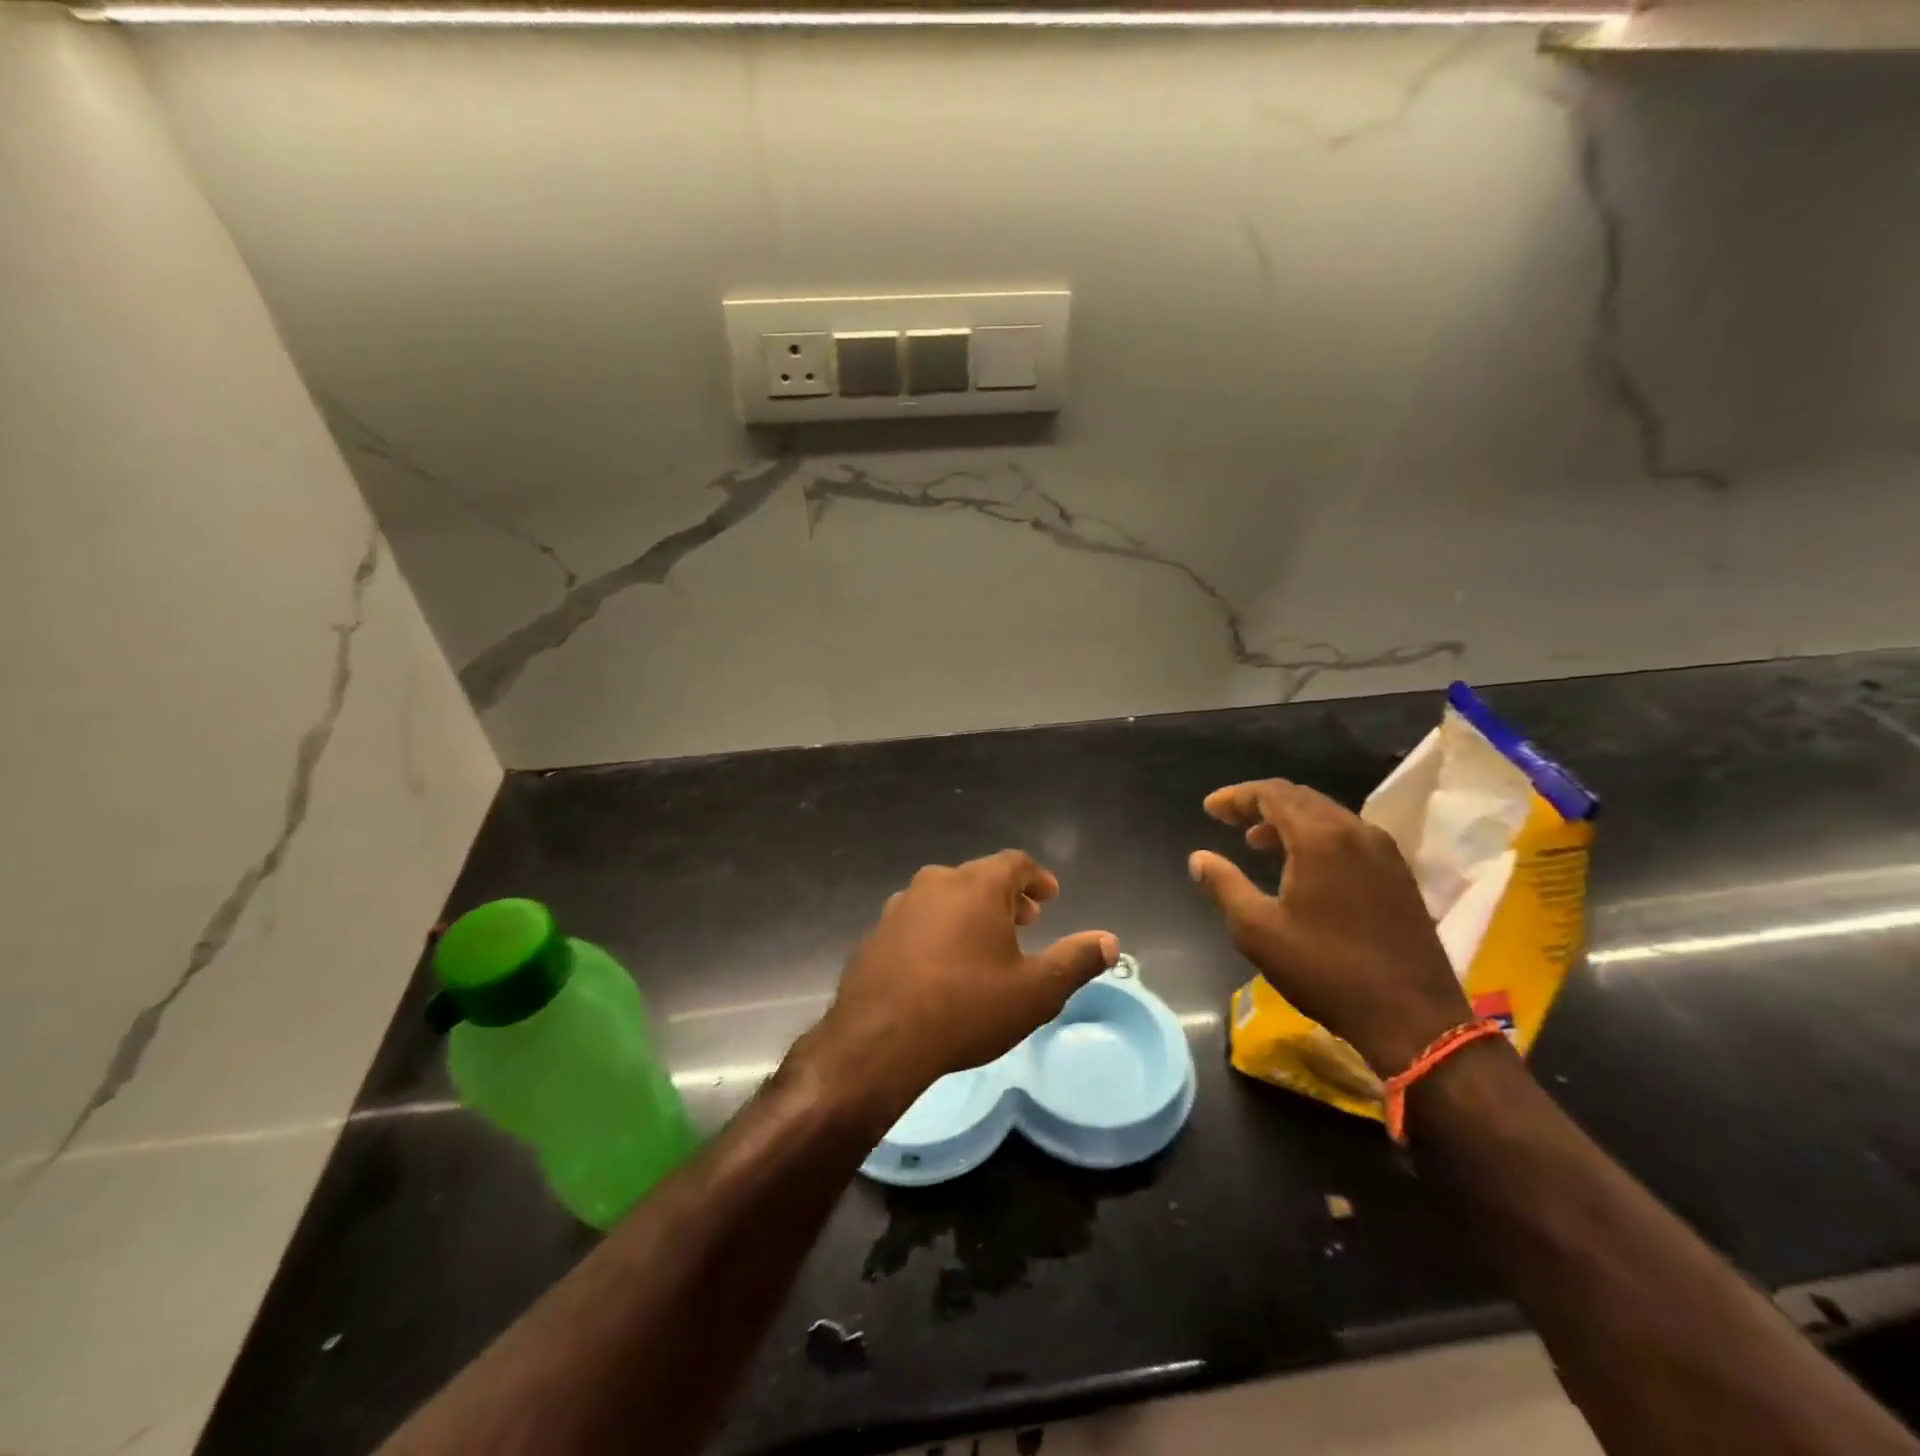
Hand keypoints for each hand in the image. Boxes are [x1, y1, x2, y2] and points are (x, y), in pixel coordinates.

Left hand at [808, 851, 1118, 1123]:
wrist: (879, 1040)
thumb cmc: (967, 1007)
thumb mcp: (1035, 991)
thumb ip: (1076, 961)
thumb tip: (1110, 941)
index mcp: (976, 885)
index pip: (1015, 863)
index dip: (1036, 878)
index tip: (1050, 896)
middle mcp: (936, 883)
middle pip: (979, 877)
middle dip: (1006, 896)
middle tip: (1026, 921)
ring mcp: (900, 907)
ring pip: (945, 897)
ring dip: (970, 912)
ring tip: (986, 943)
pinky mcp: (876, 934)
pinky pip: (918, 921)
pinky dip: (939, 930)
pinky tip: (943, 964)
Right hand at [1188, 779, 1470, 1075]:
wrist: (1414, 1019)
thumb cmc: (1326, 970)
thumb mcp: (1258, 931)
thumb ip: (1224, 886)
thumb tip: (1199, 858)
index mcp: (1321, 837)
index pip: (1272, 794)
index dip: (1237, 796)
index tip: (1210, 808)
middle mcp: (1356, 832)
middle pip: (1301, 798)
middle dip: (1261, 803)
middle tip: (1229, 819)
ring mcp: (1384, 853)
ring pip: (1328, 816)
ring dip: (1288, 821)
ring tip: (1257, 842)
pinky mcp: (1399, 876)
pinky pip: (1349, 836)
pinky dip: (1316, 837)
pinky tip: (1302, 865)